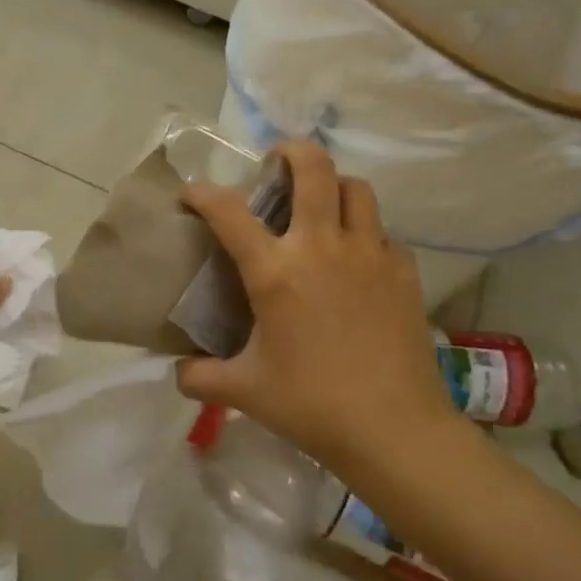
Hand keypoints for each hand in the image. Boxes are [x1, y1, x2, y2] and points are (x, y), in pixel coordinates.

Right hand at [176, 142, 458, 477]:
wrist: (394, 430)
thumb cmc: (311, 404)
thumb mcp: (244, 392)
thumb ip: (201, 377)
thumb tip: (177, 373)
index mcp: (275, 271)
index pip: (227, 211)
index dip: (202, 193)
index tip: (192, 193)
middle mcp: (321, 246)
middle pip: (313, 168)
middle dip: (291, 151)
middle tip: (277, 162)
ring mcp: (369, 254)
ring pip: (356, 189)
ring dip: (334, 186)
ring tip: (321, 205)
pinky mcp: (403, 272)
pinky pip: (384, 233)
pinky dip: (366, 233)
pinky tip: (358, 259)